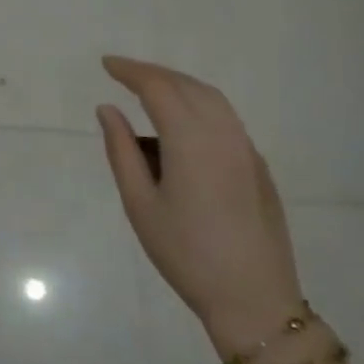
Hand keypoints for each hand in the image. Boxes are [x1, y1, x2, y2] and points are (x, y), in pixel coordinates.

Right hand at [96, 57, 304, 356]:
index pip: (159, 88)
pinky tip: (179, 128)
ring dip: (179, 87)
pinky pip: (225, 120)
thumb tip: (108, 109)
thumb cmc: (186, 253)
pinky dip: (198, 107)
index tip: (106, 65)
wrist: (253, 299)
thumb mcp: (140, 204)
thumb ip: (121, 150)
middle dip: (154, 73)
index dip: (131, 71)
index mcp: (192, 141)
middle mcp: (225, 135)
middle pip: (188, 86)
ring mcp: (246, 150)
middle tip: (122, 73)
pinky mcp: (257, 167)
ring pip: (212, 100)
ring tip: (148, 93)